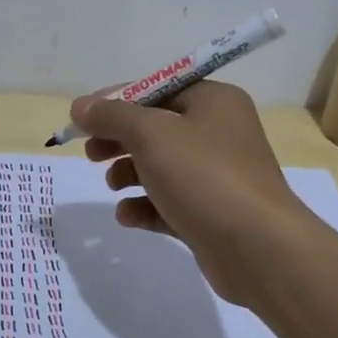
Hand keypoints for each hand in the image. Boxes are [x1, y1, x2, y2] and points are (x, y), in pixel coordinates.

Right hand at [72, 82, 325, 305]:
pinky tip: (127, 216)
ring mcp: (217, 176)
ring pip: (161, 166)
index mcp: (213, 101)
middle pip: (156, 127)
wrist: (258, 248)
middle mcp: (219, 133)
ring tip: (112, 185)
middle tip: (91, 153)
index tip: (81, 120)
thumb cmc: (204, 177)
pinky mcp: (211, 213)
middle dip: (119, 139)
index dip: (115, 101)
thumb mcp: (151, 135)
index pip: (156, 88)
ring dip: (129, 172)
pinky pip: (169, 201)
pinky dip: (145, 205)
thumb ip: (112, 116)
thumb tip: (80, 106)